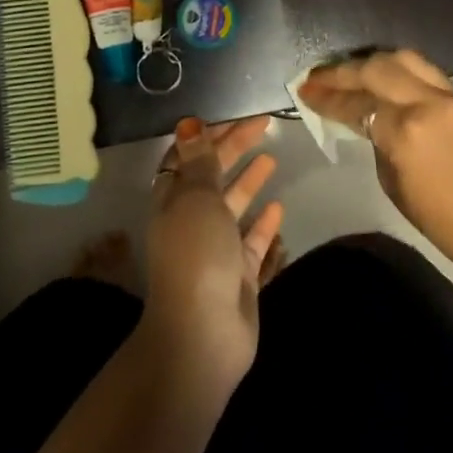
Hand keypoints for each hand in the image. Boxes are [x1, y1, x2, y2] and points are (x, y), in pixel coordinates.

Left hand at [141, 116, 283, 399]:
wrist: (203, 334)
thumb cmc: (196, 254)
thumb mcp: (196, 198)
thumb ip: (199, 161)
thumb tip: (188, 122)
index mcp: (173, 201)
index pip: (187, 157)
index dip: (209, 135)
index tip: (236, 117)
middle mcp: (191, 221)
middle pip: (213, 176)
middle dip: (234, 149)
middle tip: (265, 126)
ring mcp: (215, 249)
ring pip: (233, 206)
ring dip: (249, 181)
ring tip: (272, 158)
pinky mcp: (238, 275)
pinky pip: (251, 241)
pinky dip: (263, 223)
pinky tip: (279, 207)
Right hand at [300, 50, 452, 281]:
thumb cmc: (446, 223)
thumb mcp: (396, 185)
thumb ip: (378, 143)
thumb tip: (368, 121)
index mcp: (406, 132)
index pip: (356, 104)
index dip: (326, 98)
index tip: (305, 92)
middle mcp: (428, 102)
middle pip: (377, 68)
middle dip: (343, 71)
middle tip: (319, 77)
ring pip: (404, 59)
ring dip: (372, 62)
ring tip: (350, 72)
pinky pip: (427, 72)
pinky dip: (401, 71)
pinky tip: (385, 79)